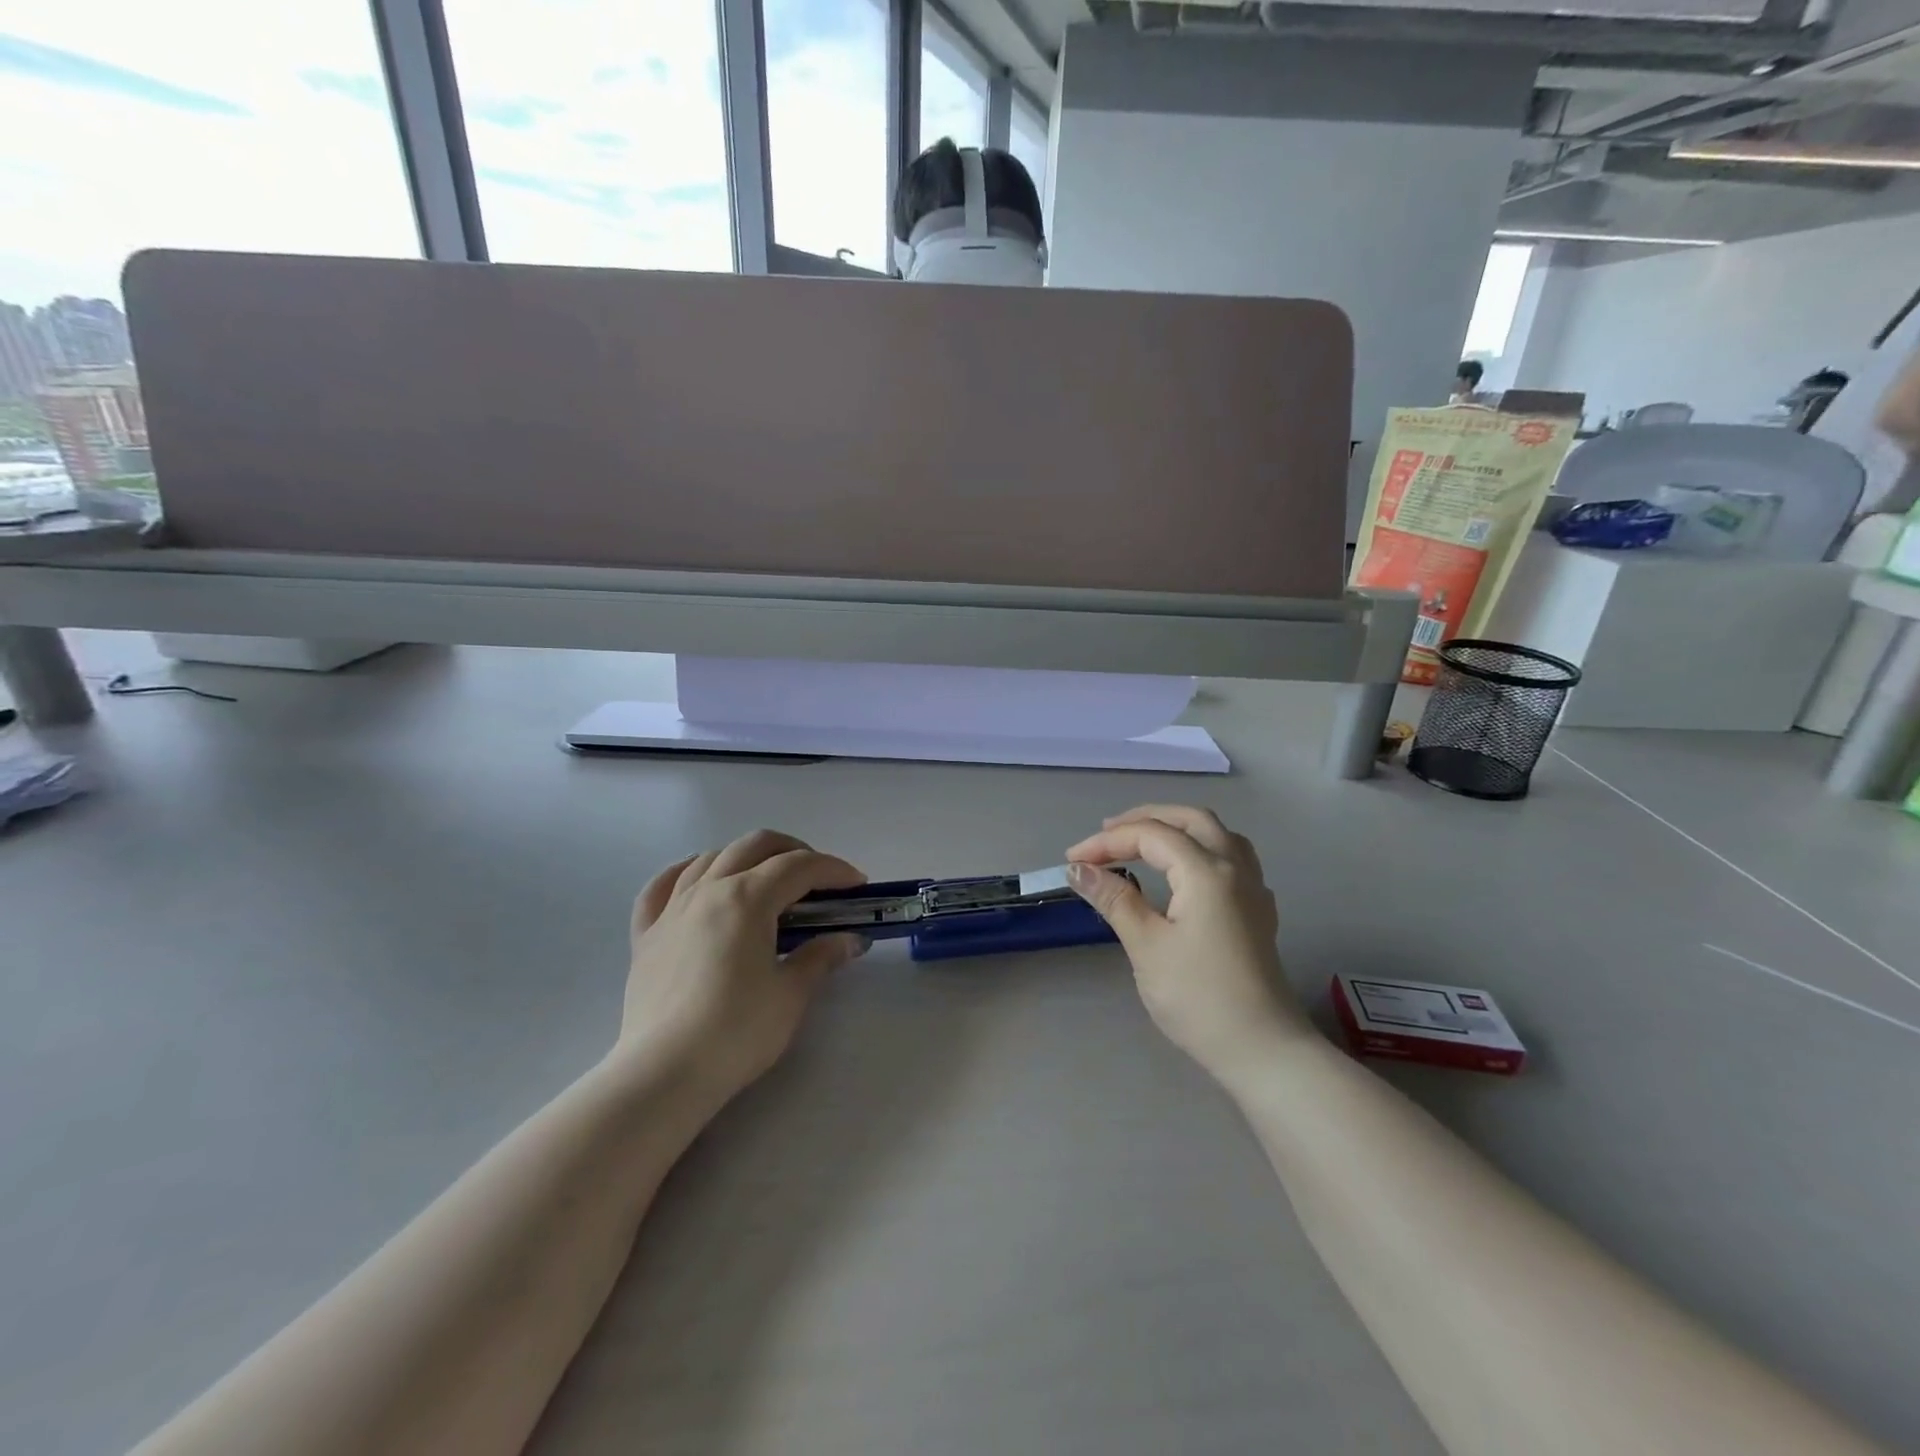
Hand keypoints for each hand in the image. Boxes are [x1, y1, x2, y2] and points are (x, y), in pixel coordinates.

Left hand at [617, 830, 867, 1099]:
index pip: (800, 867)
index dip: (834, 869)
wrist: (664, 1074)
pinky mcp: (646, 935)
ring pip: (711, 858)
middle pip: (755, 846)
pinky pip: (662, 886)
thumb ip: (821, 957)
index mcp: (748, 898)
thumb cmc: (737, 1031)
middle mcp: (709, 889)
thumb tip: (850, 941)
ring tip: (766, 879)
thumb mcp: (791, 994)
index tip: (857, 885)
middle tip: (818, 878)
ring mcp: (672, 909)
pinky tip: (699, 879)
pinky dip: (685, 872)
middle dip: (793, 851)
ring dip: (746, 857)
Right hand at [1066, 805, 1313, 1080]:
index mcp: (1207, 871)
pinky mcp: (1258, 910)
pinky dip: (1200, 848)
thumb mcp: (1147, 946)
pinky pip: (1231, 856)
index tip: (1073, 861)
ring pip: (1216, 833)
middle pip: (1190, 819)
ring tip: (1143, 841)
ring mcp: (1253, 887)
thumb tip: (1079, 870)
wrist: (1262, 1049)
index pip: (1150, 835)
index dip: (1107, 842)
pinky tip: (1185, 872)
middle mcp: (1235, 867)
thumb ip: (1114, 899)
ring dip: (1177, 827)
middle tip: (1107, 834)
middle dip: (1145, 819)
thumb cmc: (1199, 997)